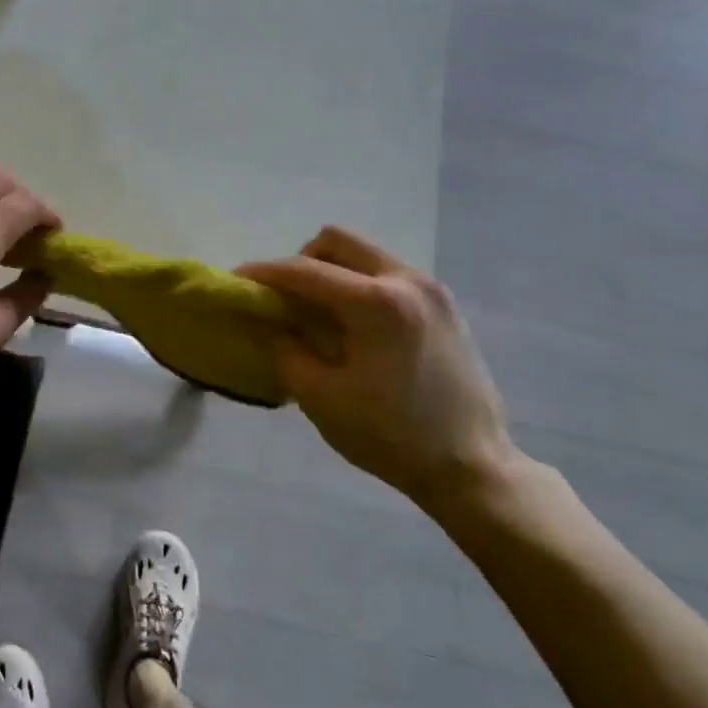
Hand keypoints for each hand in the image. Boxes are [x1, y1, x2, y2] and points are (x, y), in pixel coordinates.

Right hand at [238, 229, 513, 511]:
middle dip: (300, 262)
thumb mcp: (321, 398)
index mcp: (375, 303)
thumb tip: (267, 322)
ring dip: (332, 271)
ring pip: (365, 254)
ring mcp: (431, 289)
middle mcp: (406, 280)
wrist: (471, 466)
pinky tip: (354, 326)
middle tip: (284, 298)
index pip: (304, 271)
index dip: (263, 273)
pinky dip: (360, 284)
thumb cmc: (390, 436)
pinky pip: (388, 274)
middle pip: (337, 241)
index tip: (235, 280)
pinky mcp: (444, 304)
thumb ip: (285, 349)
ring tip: (318, 313)